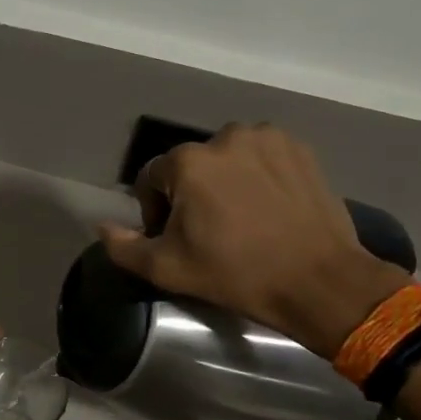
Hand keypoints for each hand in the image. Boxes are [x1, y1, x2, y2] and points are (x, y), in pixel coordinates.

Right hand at [98, 123, 405, 356]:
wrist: (318, 281)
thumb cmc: (236, 274)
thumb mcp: (168, 269)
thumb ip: (124, 247)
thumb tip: (102, 226)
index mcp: (187, 162)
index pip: (152, 178)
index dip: (155, 210)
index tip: (175, 238)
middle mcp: (225, 137)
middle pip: (191, 166)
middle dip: (192, 194)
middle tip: (210, 231)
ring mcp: (267, 138)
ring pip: (228, 158)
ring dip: (226, 180)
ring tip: (242, 217)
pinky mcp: (299, 148)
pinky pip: (263, 156)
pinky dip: (259, 174)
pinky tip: (270, 206)